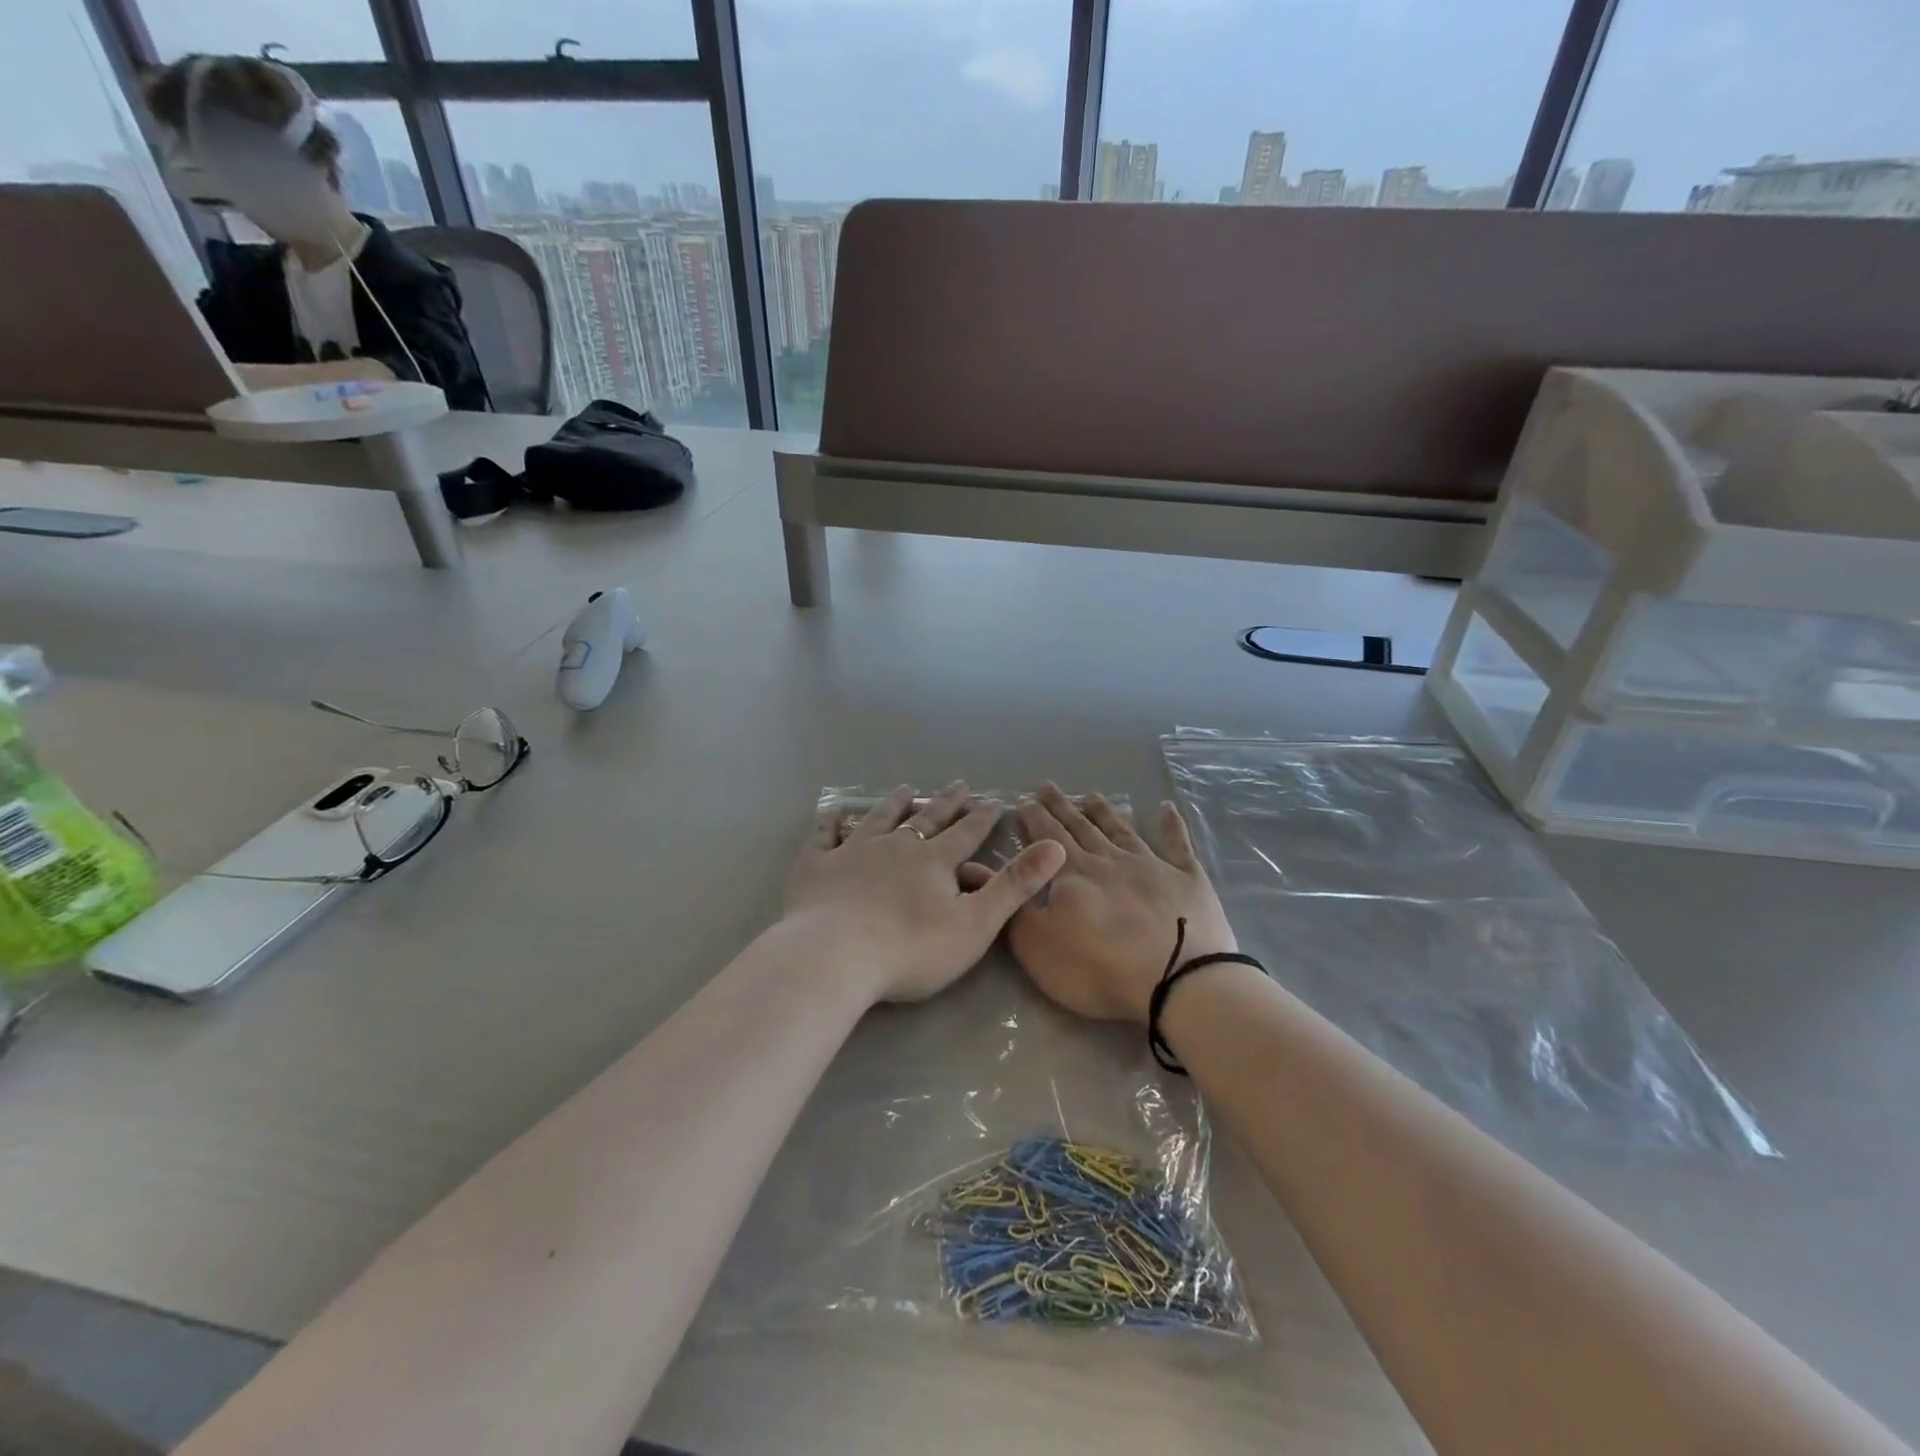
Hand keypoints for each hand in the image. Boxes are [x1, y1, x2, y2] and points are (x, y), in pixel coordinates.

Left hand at [783, 782, 1066, 1003]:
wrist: (835, 956)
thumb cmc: (911, 948)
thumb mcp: (976, 923)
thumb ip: (1015, 885)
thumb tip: (1056, 846)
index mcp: (934, 860)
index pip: (966, 832)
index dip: (982, 816)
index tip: (992, 799)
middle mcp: (896, 845)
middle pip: (926, 818)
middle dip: (946, 802)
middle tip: (959, 783)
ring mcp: (853, 851)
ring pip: (879, 819)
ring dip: (895, 803)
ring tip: (906, 788)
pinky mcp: (817, 866)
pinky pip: (824, 837)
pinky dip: (830, 823)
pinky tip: (832, 813)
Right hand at [995, 784, 1235, 1024]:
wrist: (1177, 983)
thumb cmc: (1098, 968)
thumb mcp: (1037, 944)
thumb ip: (1010, 902)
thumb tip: (974, 867)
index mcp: (1073, 873)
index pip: (1047, 837)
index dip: (1033, 818)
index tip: (1024, 800)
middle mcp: (1110, 859)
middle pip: (1081, 827)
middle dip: (1062, 807)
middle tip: (1048, 786)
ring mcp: (1152, 866)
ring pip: (1122, 831)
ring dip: (1106, 813)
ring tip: (1093, 796)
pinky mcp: (1187, 880)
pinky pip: (1177, 845)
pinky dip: (1172, 825)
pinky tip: (1167, 808)